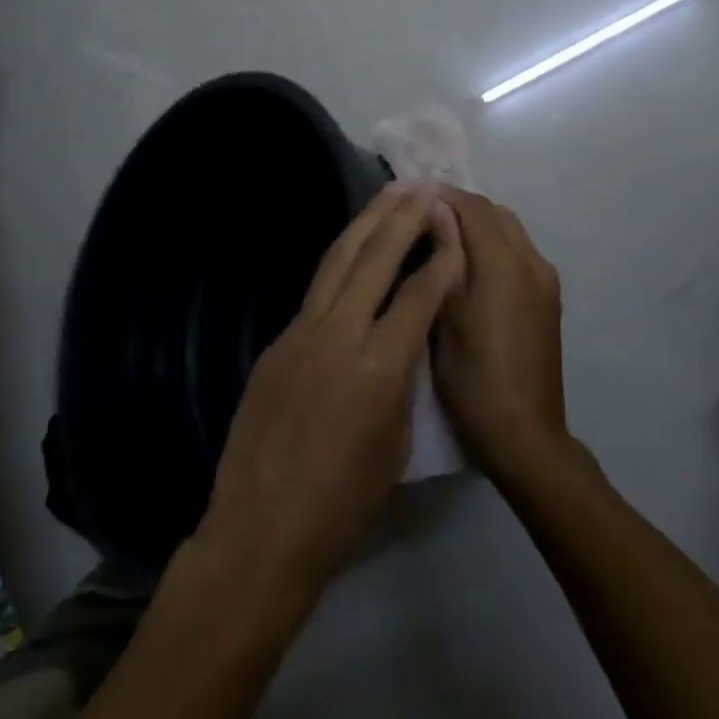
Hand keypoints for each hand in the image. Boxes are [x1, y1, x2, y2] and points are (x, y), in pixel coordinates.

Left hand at [197, 184, 463, 608]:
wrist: (262, 530)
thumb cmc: (344, 503)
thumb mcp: (396, 443)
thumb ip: (403, 379)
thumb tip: (404, 341)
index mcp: (379, 366)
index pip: (419, 294)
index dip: (442, 258)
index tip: (456, 229)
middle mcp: (339, 334)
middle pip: (375, 258)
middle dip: (403, 218)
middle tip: (423, 188)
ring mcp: (300, 333)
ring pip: (338, 261)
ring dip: (365, 223)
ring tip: (388, 196)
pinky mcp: (276, 342)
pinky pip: (316, 290)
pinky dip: (340, 260)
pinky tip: (353, 250)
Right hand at [432, 187, 567, 481]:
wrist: (525, 434)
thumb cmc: (473, 378)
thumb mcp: (446, 316)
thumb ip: (445, 257)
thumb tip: (437, 210)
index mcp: (505, 264)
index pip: (474, 207)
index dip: (443, 195)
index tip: (412, 195)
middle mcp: (532, 262)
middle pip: (496, 213)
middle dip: (461, 207)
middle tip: (423, 218)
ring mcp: (545, 280)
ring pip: (510, 230)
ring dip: (479, 225)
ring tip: (443, 239)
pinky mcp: (549, 298)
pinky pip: (520, 252)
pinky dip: (495, 245)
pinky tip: (470, 267)